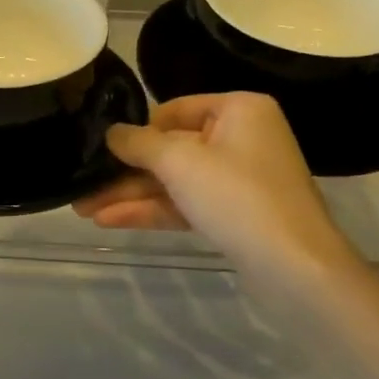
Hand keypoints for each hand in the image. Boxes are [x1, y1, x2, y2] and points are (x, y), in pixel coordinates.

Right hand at [73, 93, 339, 265]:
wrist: (296, 269)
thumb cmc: (237, 196)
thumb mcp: (179, 162)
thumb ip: (138, 143)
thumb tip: (111, 132)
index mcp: (238, 109)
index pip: (173, 111)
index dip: (136, 131)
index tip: (102, 150)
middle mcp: (241, 137)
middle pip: (171, 149)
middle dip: (126, 171)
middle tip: (83, 185)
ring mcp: (240, 179)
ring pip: (175, 180)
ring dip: (132, 194)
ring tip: (83, 208)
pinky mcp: (235, 214)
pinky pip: (187, 203)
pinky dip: (153, 210)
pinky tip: (111, 220)